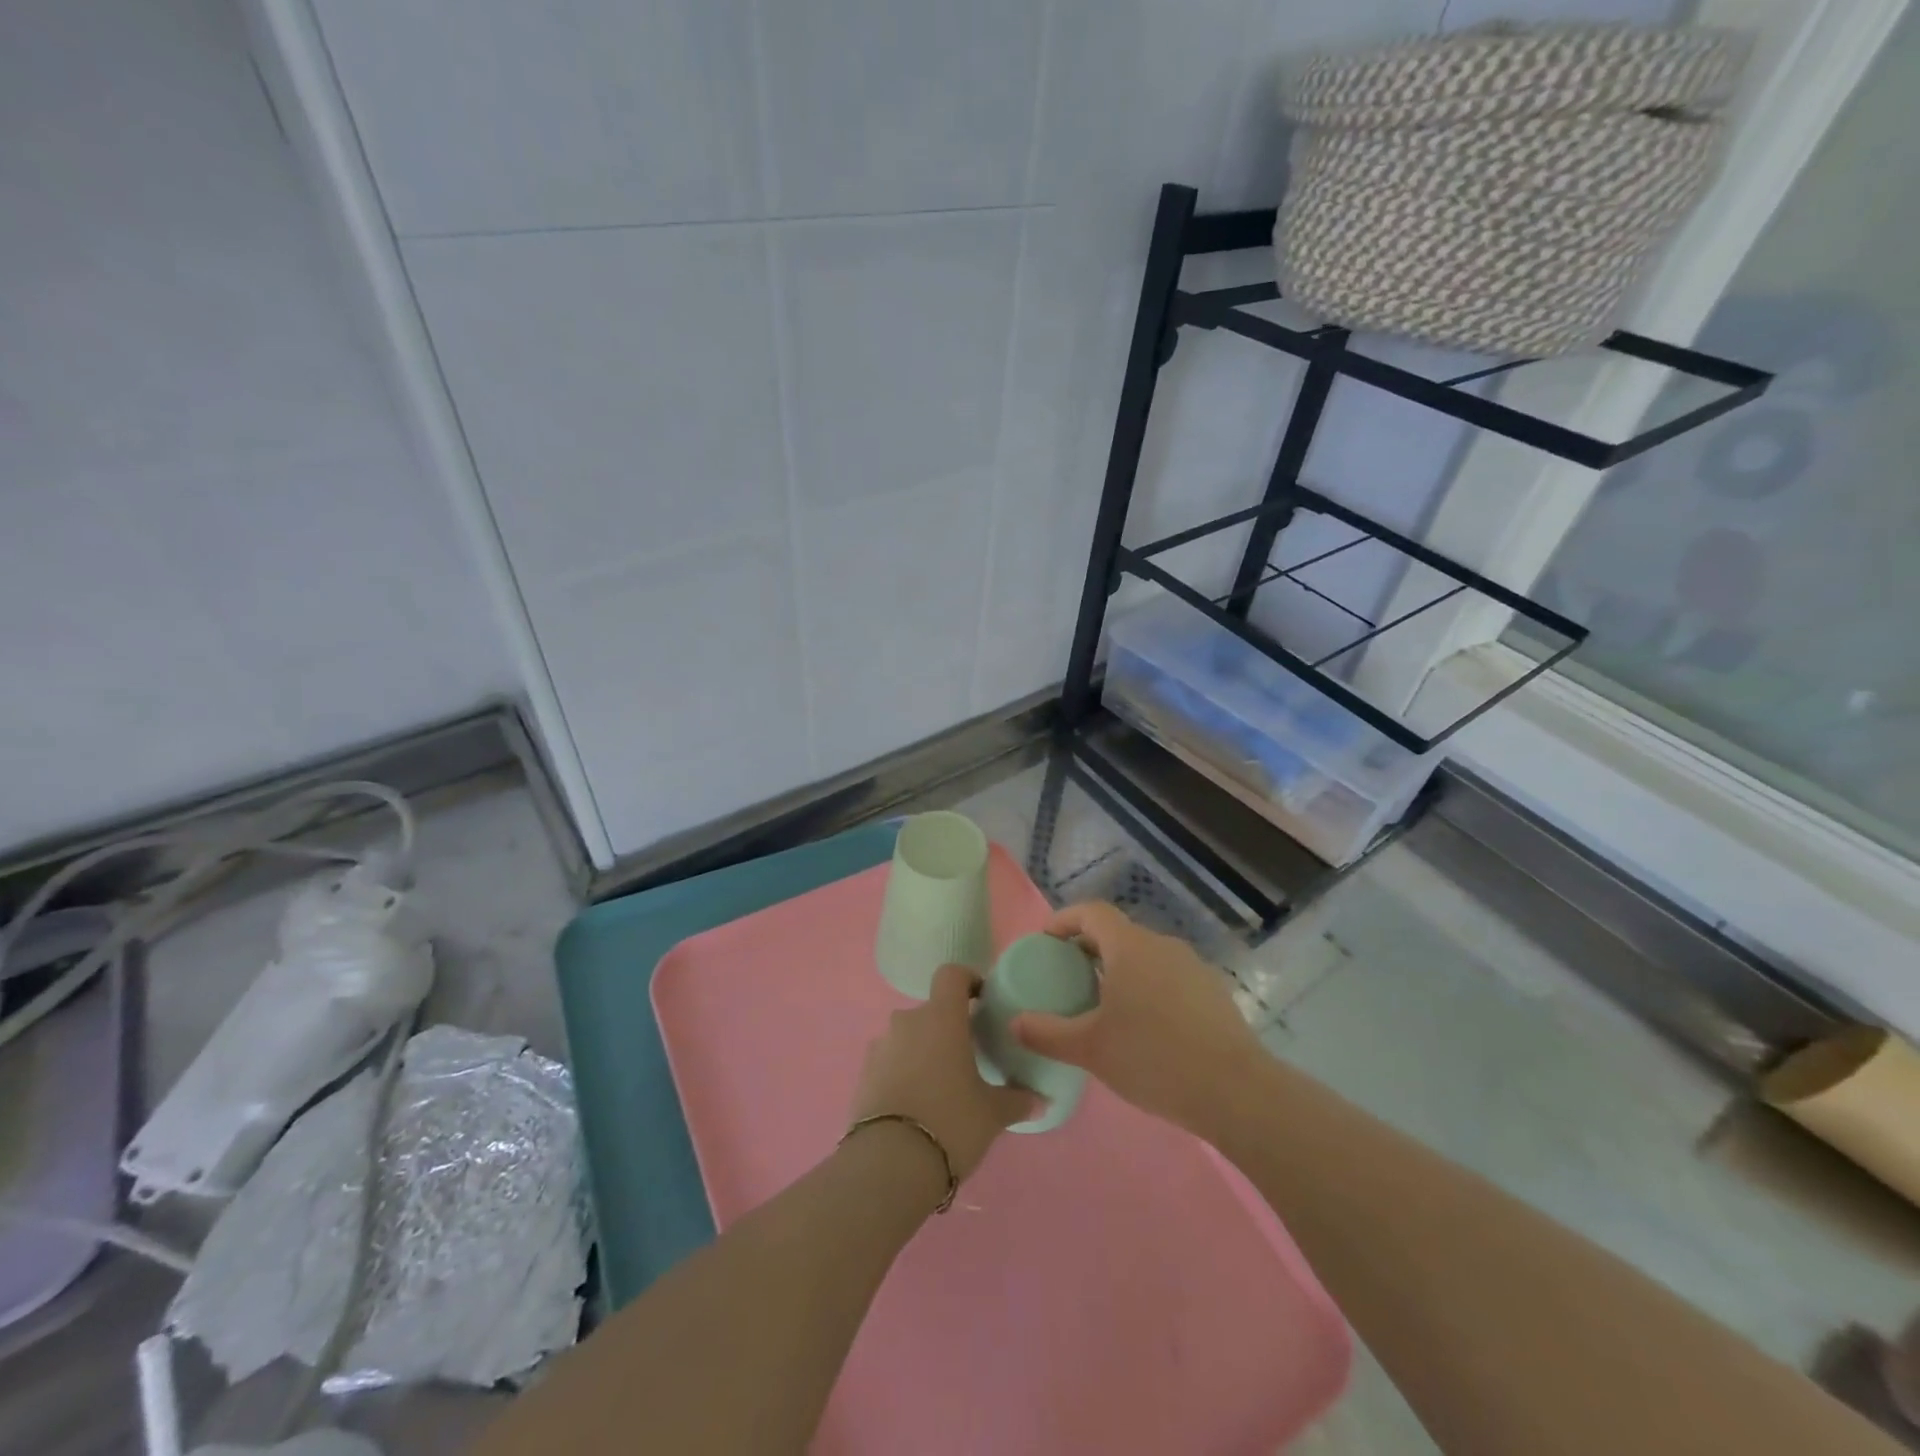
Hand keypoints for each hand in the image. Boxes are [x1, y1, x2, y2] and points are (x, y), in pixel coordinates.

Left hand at [850, 963, 1037, 1182]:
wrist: (889, 1164)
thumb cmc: (951, 1122)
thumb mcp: (992, 1113)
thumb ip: (1016, 1099)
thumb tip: (1040, 1099)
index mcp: (941, 1017)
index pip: (951, 974)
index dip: (968, 980)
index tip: (981, 1001)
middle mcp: (908, 1021)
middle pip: (932, 1011)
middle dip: (948, 1028)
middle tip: (967, 1058)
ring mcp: (881, 1046)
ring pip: (909, 1037)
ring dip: (924, 1051)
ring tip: (940, 1087)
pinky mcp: (864, 1073)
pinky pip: (890, 1061)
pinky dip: (903, 1073)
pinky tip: (916, 1105)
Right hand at [1012, 902, 1260, 1135]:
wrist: (1236, 1091)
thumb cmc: (1153, 1059)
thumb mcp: (1090, 1049)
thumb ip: (1046, 1033)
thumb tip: (1014, 1023)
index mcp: (1130, 947)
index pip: (1092, 912)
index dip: (1065, 920)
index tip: (1047, 941)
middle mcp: (1162, 945)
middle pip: (1119, 934)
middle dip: (1090, 949)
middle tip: (1069, 978)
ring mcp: (1193, 967)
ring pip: (1146, 956)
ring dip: (1121, 970)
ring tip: (1105, 1005)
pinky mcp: (1214, 992)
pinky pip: (1169, 977)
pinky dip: (1148, 987)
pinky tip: (1145, 1027)